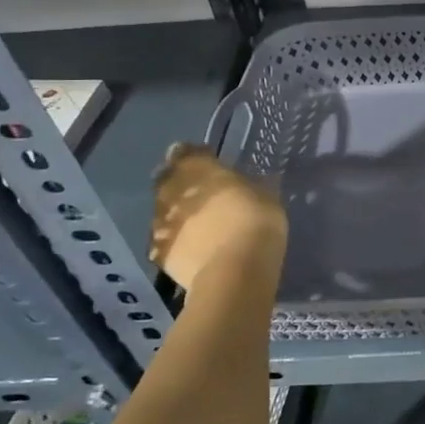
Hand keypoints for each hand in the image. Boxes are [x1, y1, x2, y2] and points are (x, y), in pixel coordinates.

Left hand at [150, 143, 286, 289]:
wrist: (233, 271)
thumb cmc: (255, 222)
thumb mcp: (266, 196)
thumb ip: (248, 186)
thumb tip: (249, 184)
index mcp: (198, 168)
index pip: (185, 151)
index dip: (195, 156)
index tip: (207, 162)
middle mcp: (172, 190)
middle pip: (167, 179)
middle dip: (179, 183)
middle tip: (198, 192)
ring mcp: (161, 222)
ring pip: (162, 210)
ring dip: (175, 212)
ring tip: (195, 222)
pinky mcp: (158, 252)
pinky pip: (164, 240)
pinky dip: (174, 240)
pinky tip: (189, 247)